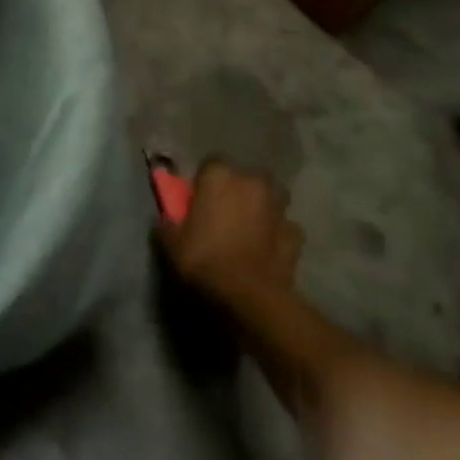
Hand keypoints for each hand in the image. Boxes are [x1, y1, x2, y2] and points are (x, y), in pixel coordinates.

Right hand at [158, 160, 303, 310]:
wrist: (249, 295)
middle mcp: (251, 181)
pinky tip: (268, 250)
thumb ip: (167, 225)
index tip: (197, 201)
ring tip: (250, 229)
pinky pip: (284, 227)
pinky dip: (278, 235)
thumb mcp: (172, 244)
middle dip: (236, 191)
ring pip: (270, 198)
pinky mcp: (295, 233)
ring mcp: (277, 206)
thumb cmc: (205, 260)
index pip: (210, 164)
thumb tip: (164, 220)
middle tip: (224, 215)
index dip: (204, 182)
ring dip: (262, 208)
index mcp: (219, 175)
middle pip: (243, 178)